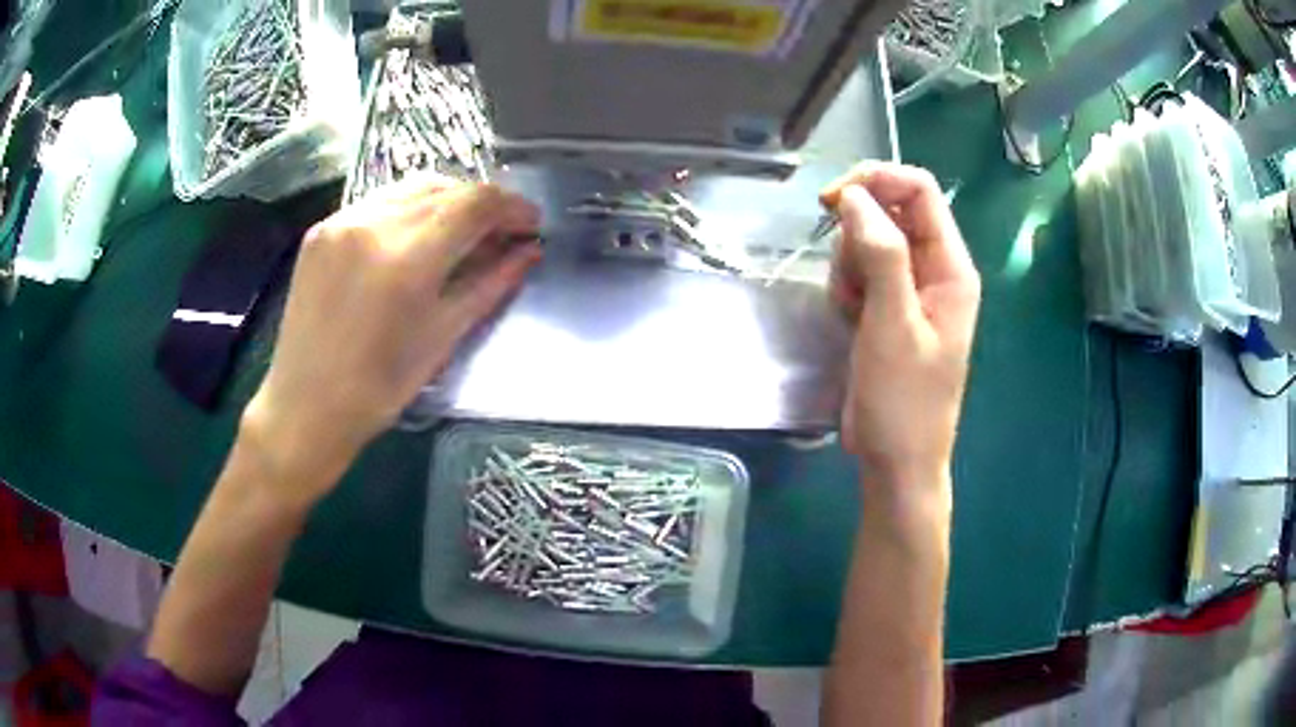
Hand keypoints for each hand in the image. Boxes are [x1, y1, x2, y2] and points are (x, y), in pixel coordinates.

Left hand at [240, 175, 541, 507]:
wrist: (305, 406)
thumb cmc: (379, 388)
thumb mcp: (443, 337)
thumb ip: (490, 284)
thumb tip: (528, 251)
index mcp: (407, 259)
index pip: (476, 202)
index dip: (512, 206)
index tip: (530, 224)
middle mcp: (372, 223)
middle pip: (446, 187)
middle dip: (482, 204)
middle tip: (501, 232)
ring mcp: (341, 220)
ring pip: (412, 188)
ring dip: (447, 202)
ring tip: (461, 233)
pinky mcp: (321, 228)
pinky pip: (379, 202)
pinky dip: (409, 211)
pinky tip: (415, 239)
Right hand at [821, 162, 979, 507]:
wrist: (896, 460)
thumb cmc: (904, 401)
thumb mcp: (894, 326)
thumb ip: (881, 254)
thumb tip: (855, 196)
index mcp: (951, 267)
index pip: (919, 190)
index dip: (877, 181)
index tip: (833, 199)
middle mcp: (934, 269)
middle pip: (889, 211)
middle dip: (857, 236)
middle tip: (851, 283)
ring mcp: (910, 288)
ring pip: (867, 240)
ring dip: (849, 267)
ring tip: (854, 313)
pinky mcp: (888, 306)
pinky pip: (859, 271)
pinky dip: (847, 288)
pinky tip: (851, 322)